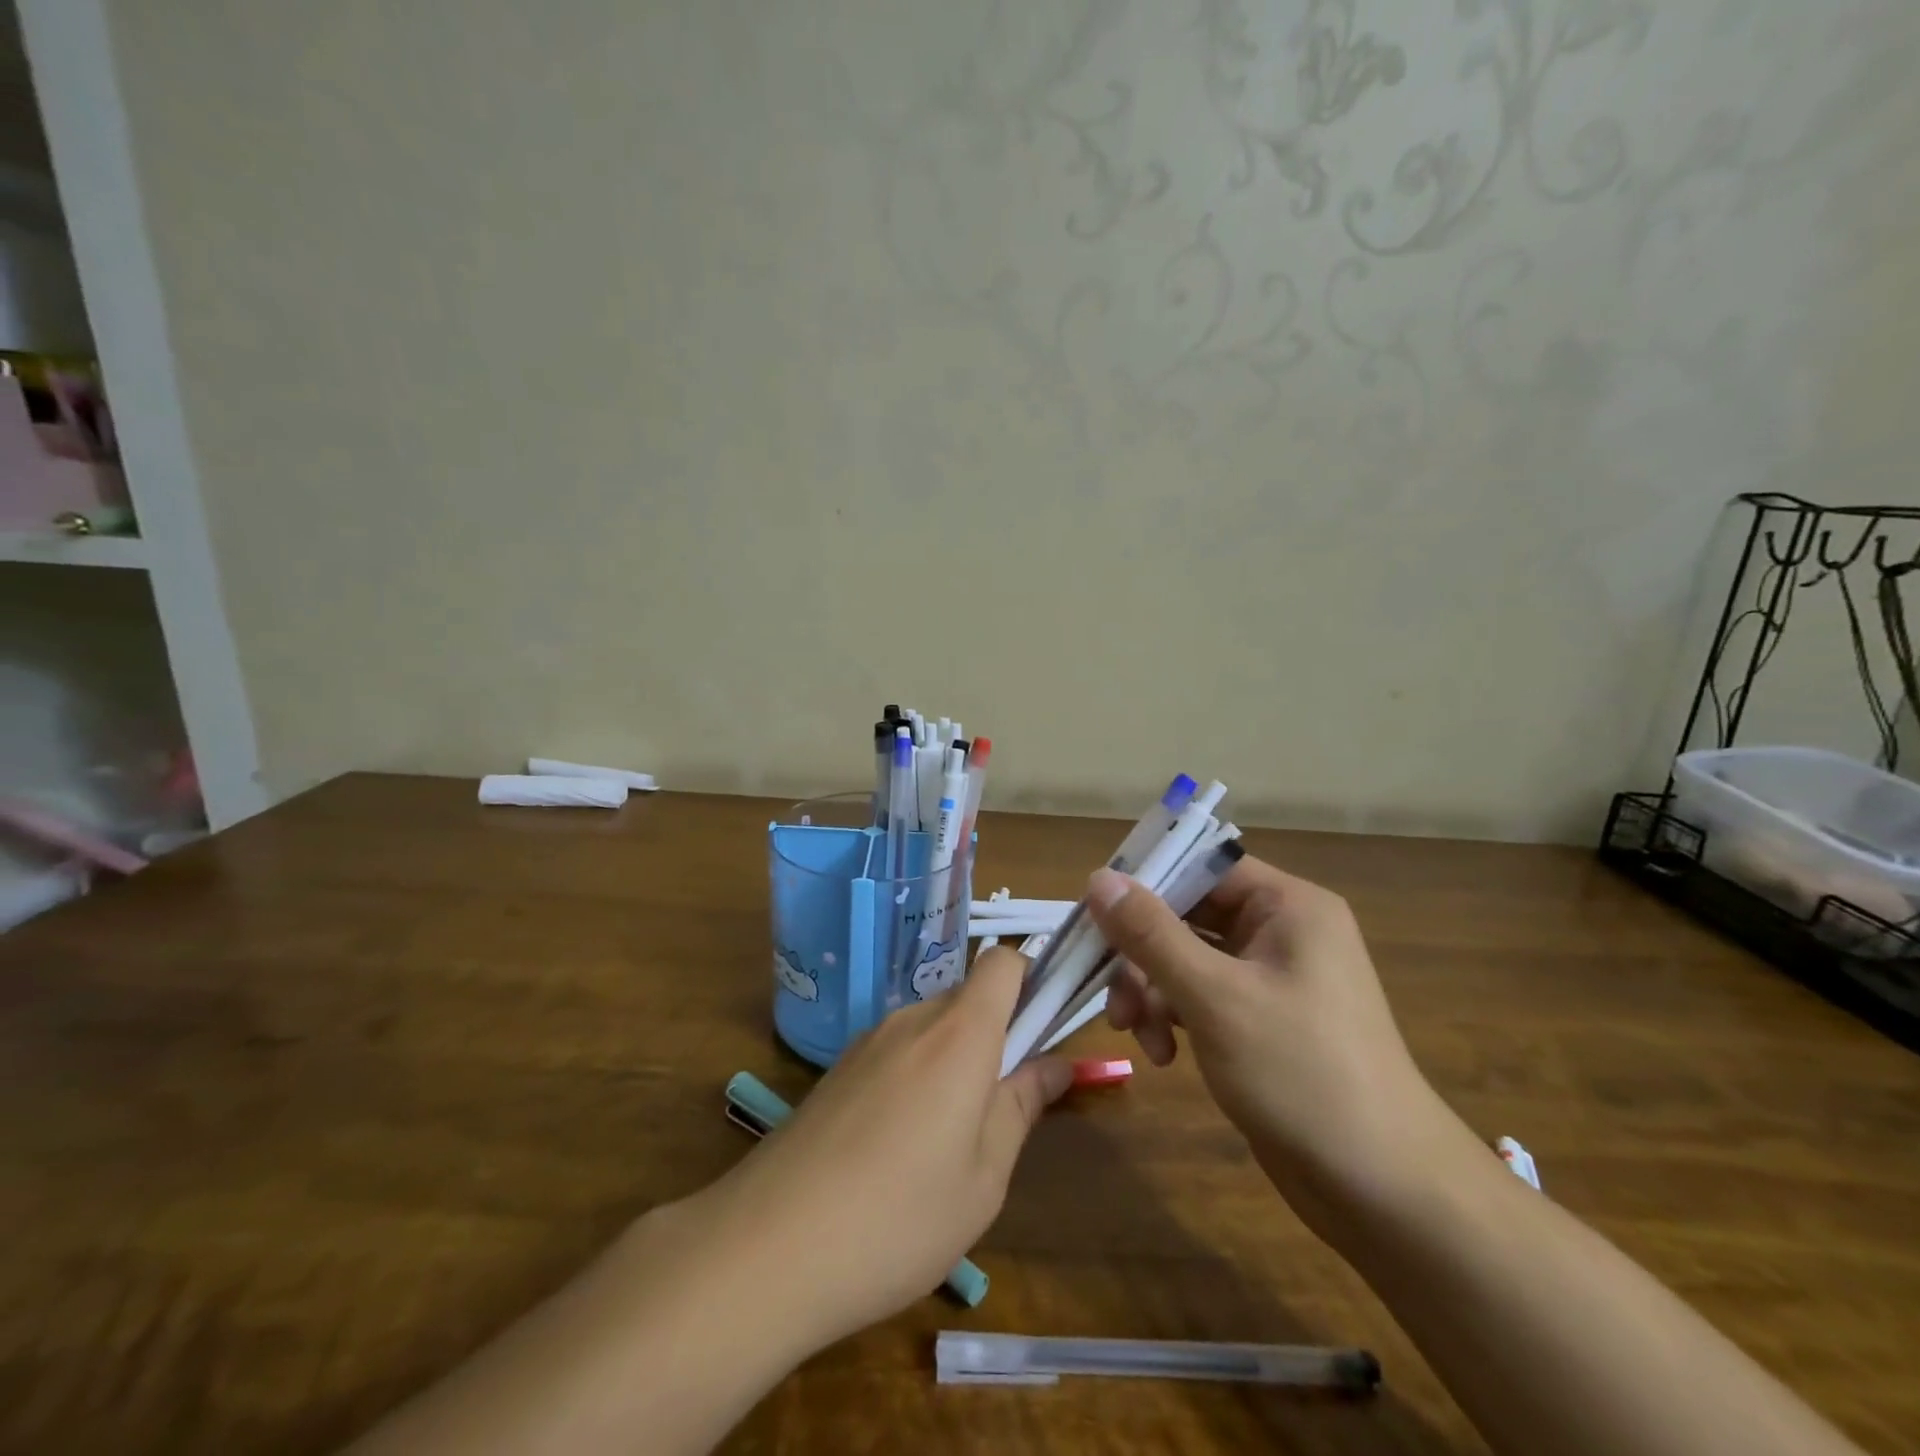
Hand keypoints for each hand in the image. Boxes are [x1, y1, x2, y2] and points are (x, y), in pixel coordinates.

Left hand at [685, 947, 1070, 1354]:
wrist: (768, 1245)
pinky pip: (895, 1051)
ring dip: (954, 1060)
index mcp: (959, 1033)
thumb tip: (1056, 1064)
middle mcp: (912, 1019)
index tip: (1042, 1031)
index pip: (1002, 962)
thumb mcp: (984, 1177)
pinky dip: (915, 1076)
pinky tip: (897, 1148)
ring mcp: (868, 1041)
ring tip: (948, 1141)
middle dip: (995, 1034)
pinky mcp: (837, 1069)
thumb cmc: (899, 1217)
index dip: (1030, 980)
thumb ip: (1022, 1106)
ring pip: (931, 1027)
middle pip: (968, 997)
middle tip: (1001, 1106)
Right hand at [1086, 857, 1456, 1236]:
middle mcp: (1281, 932)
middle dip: (1143, 956)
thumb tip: (1098, 877)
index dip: (1145, 885)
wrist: (1384, 1192)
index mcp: (1287, 906)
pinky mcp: (1261, 1022)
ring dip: (1152, 992)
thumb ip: (1151, 934)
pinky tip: (1162, 1055)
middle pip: (1187, 916)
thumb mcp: (1214, 996)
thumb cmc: (1301, 1073)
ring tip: (1135, 1034)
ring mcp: (1271, 979)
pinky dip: (1174, 1018)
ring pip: (1187, 960)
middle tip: (1111, 995)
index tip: (1094, 916)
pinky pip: (1201, 997)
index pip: (1201, 868)